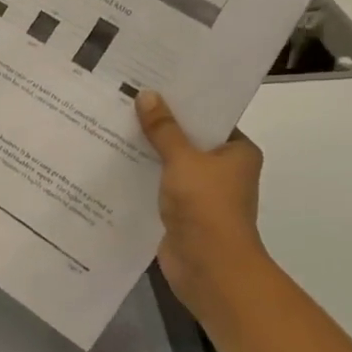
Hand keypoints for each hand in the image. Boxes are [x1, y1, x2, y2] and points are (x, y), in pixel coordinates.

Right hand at [136, 90, 272, 333]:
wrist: (209, 268)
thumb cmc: (207, 207)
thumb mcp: (183, 160)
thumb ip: (164, 129)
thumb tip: (147, 95)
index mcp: (238, 152)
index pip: (210, 118)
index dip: (184, 101)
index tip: (154, 83)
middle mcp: (223, 170)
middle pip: (188, 140)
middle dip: (160, 126)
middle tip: (126, 99)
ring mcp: (202, 194)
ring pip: (171, 164)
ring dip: (147, 152)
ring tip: (113, 125)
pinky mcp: (181, 213)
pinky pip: (159, 187)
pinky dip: (142, 178)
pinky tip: (114, 162)